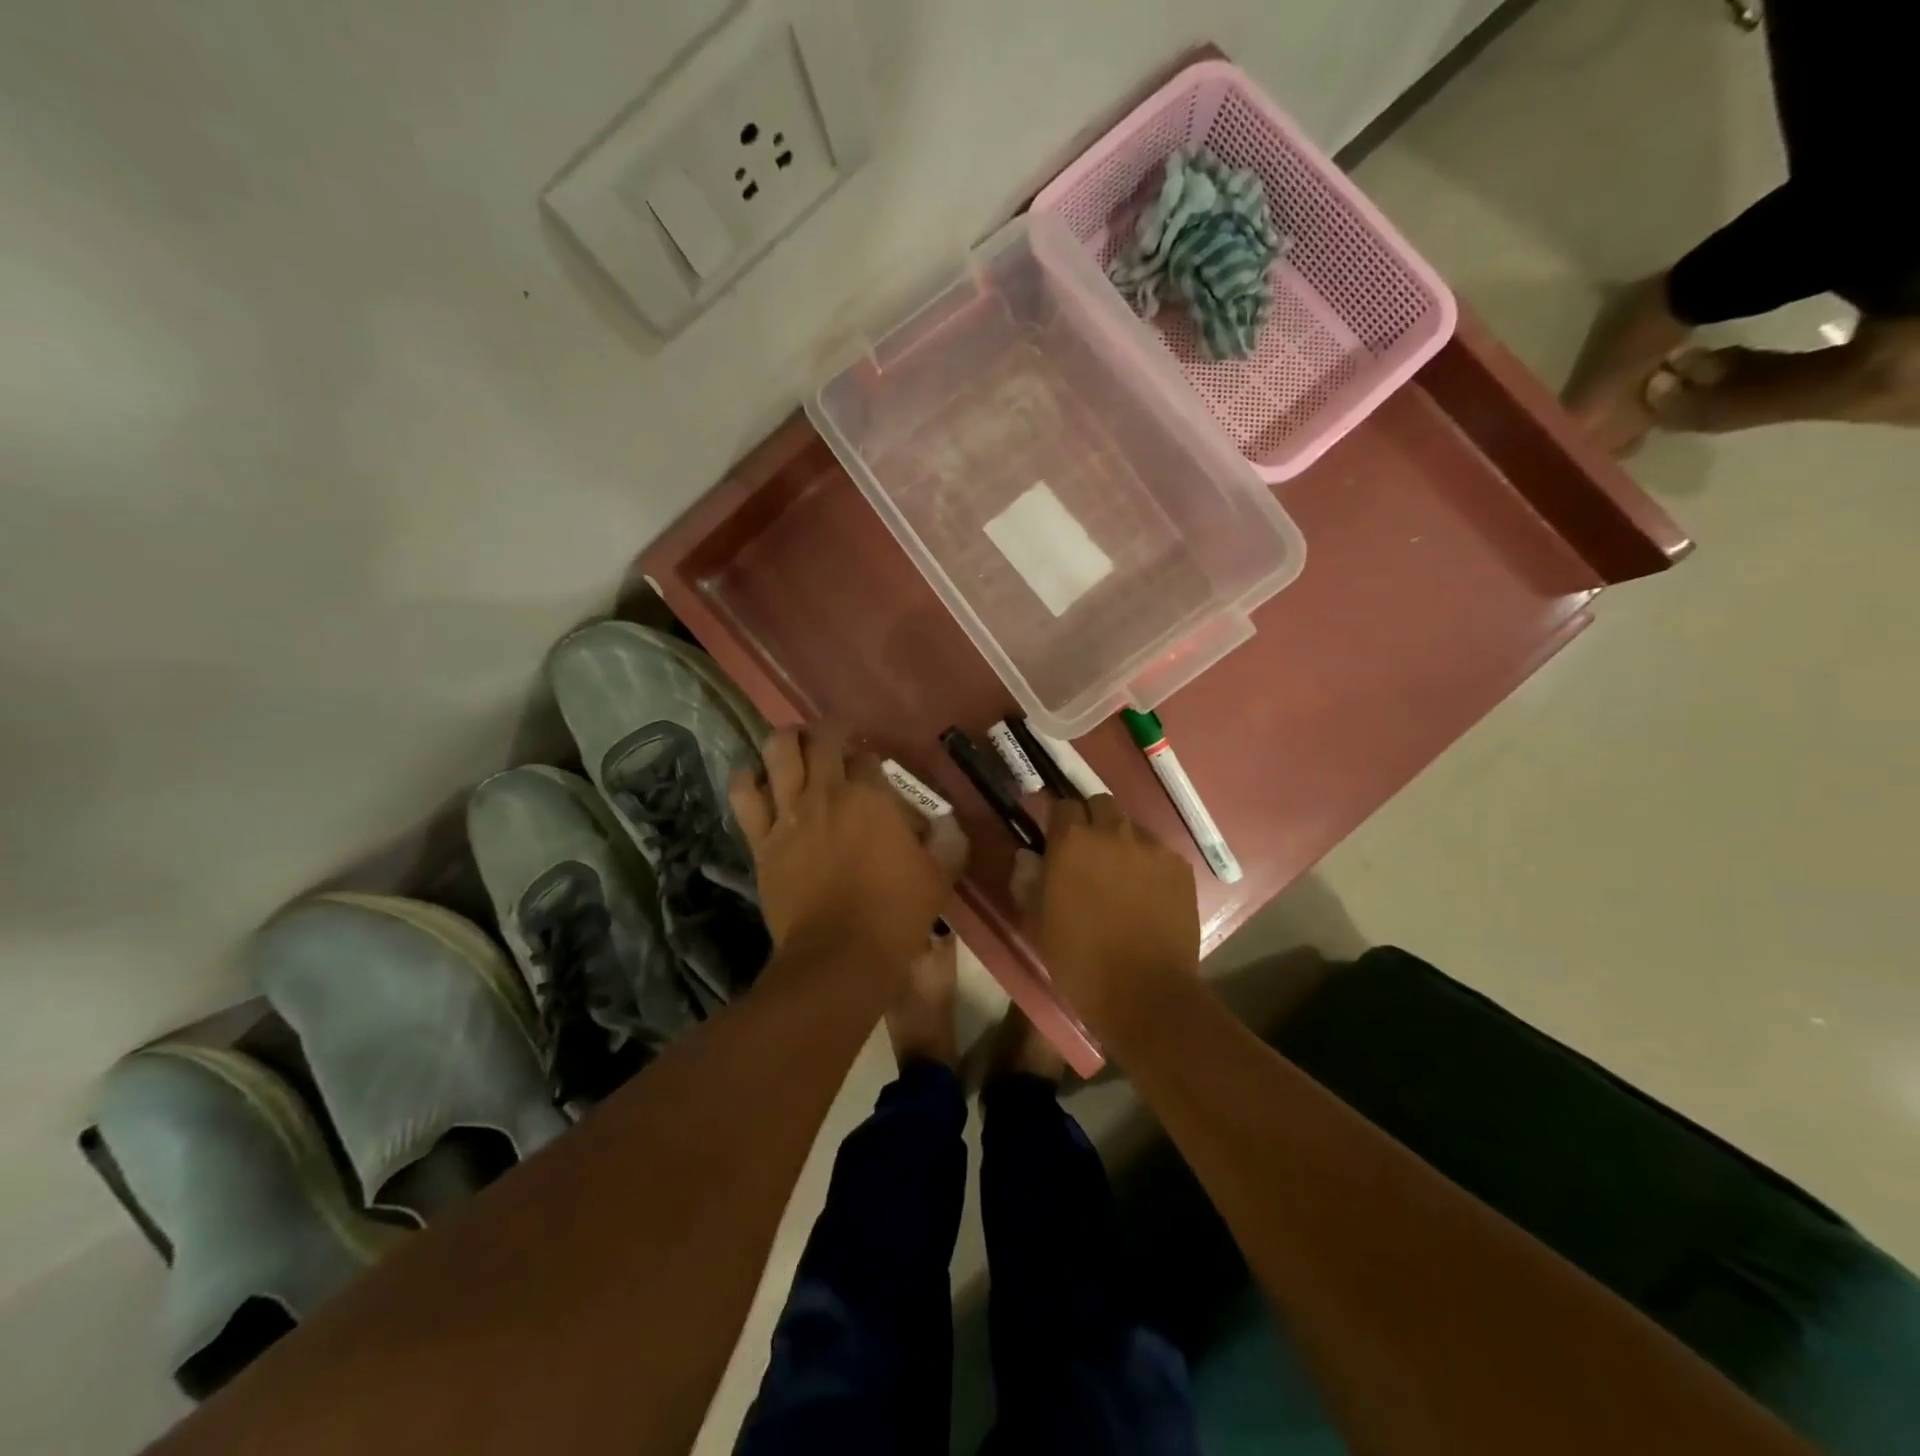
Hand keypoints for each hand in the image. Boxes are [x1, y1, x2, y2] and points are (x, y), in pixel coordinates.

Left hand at [729, 725, 964, 973]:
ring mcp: (789, 813)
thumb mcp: (940, 875)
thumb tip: (946, 823)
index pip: (868, 758)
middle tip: (834, 744)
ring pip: (778, 752)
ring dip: (786, 741)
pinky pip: (744, 796)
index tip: (874, 772)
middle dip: (829, 735)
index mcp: (871, 796)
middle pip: (821, 741)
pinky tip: (754, 778)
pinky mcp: (762, 840)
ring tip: (794, 746)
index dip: (871, 761)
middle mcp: (827, 793)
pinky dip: (746, 780)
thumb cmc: (896, 912)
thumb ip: (948, 841)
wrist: (841, 954)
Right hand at [1022, 796, 1199, 1039]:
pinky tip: (1147, 893)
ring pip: (1131, 828)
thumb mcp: (1037, 922)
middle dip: (1091, 820)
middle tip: (1087, 853)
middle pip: (1100, 804)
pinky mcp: (1180, 868)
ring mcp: (1152, 848)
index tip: (1055, 840)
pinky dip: (1149, 863)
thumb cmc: (1079, 960)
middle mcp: (1113, 832)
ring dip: (1121, 841)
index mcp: (1072, 841)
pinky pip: (1159, 852)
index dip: (1058, 821)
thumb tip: (1029, 856)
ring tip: (1119, 875)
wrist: (1143, 993)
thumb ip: (1028, 880)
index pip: (1062, 805)